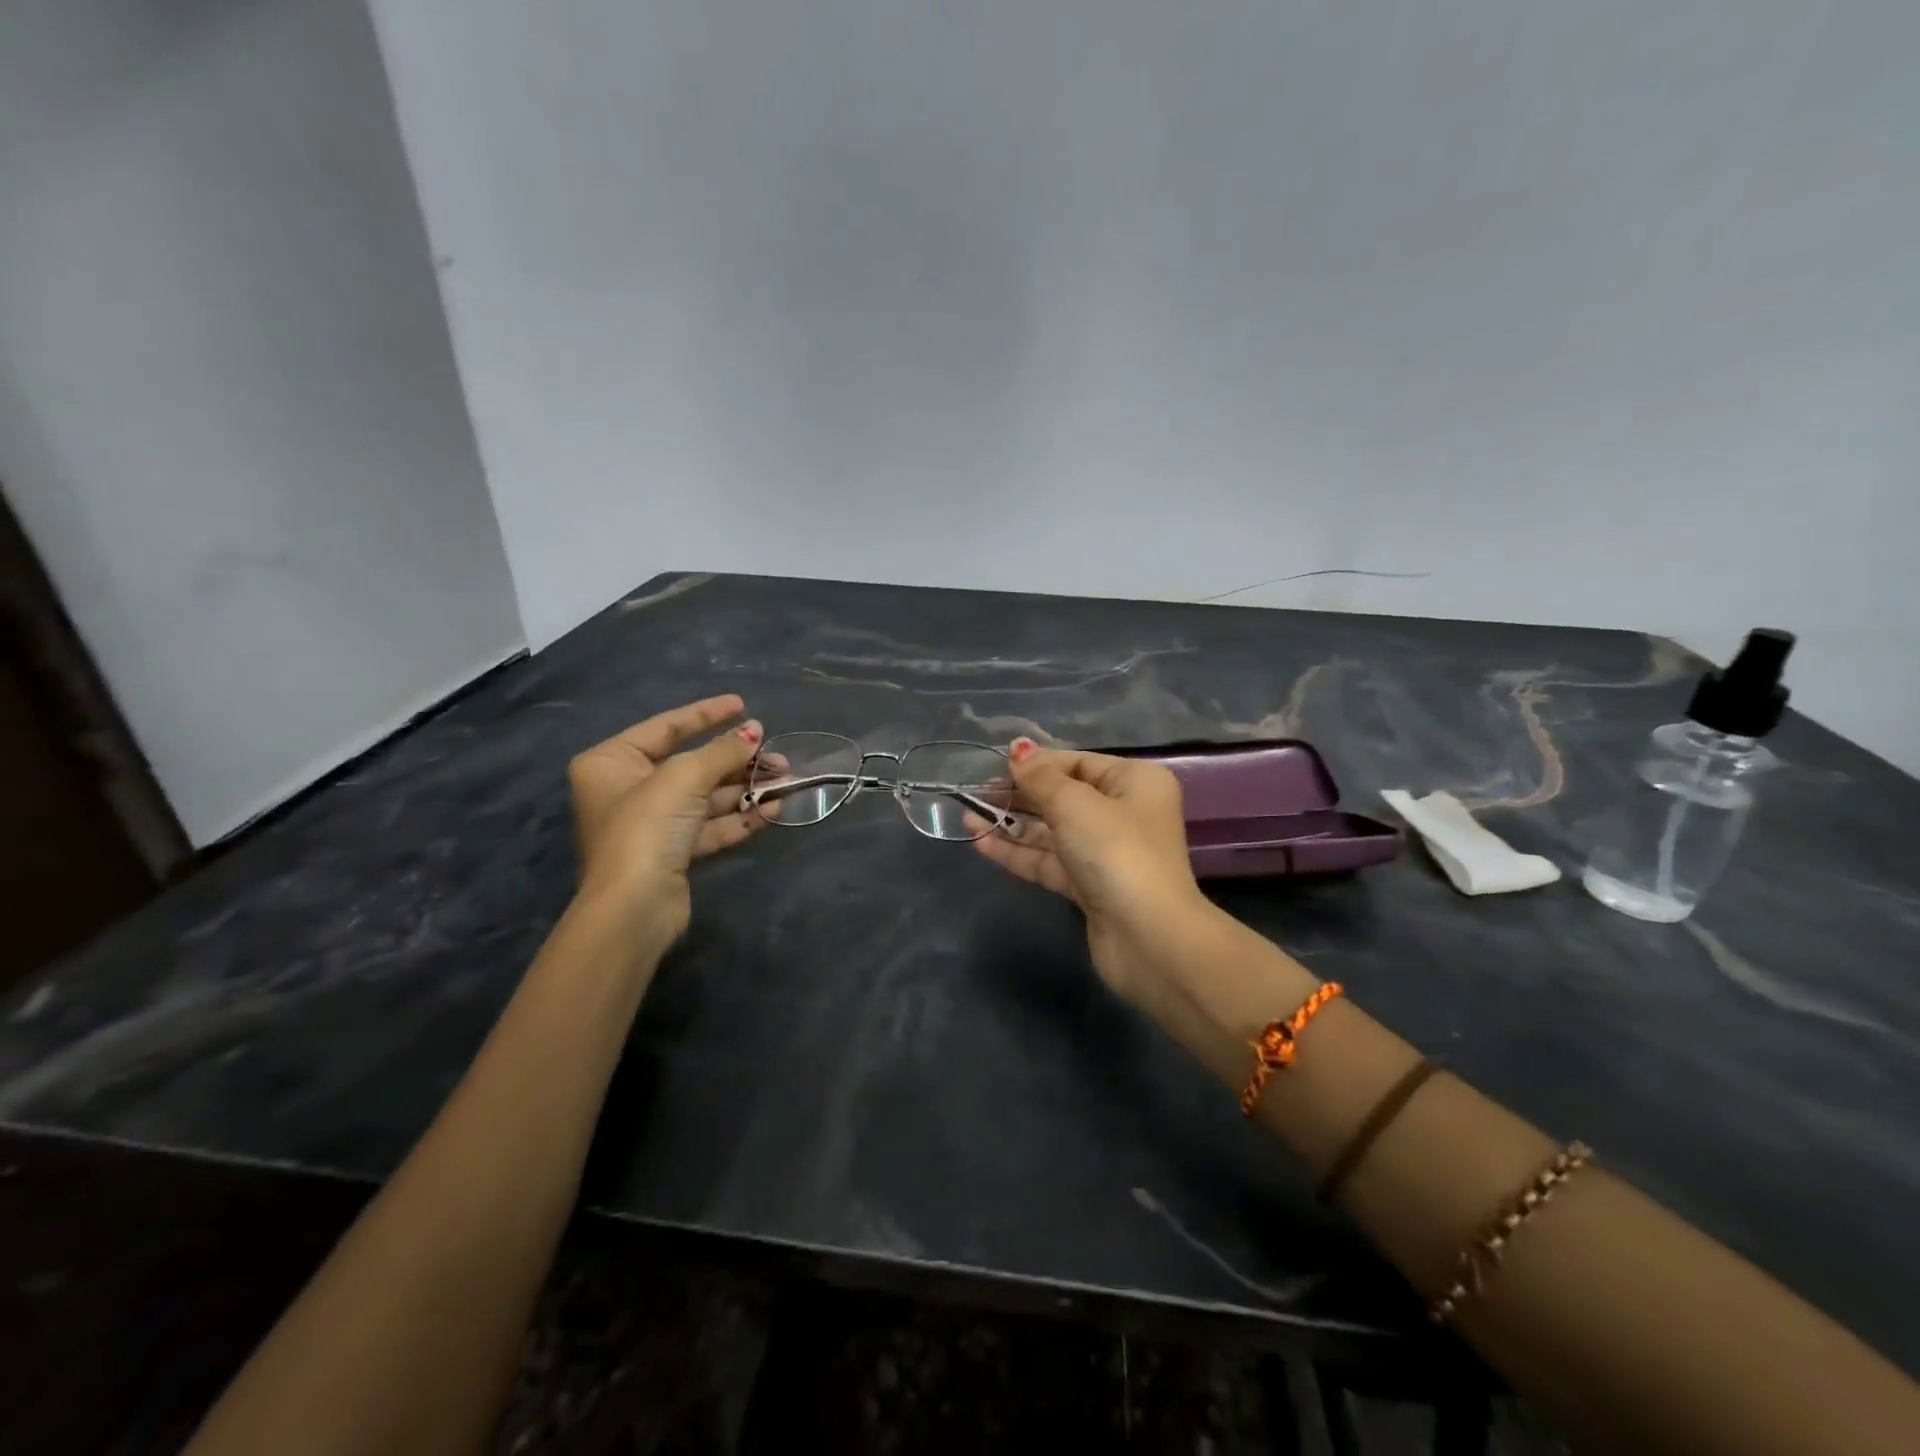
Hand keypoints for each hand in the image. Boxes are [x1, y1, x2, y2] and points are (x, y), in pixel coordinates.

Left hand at [567, 695, 767, 949]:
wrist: (634, 907)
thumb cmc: (647, 827)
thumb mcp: (685, 777)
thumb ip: (722, 750)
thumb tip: (755, 731)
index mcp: (611, 762)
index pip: (666, 727)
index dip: (706, 714)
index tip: (742, 704)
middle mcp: (628, 789)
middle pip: (692, 764)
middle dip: (737, 761)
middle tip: (778, 757)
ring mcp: (652, 824)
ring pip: (707, 797)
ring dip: (746, 788)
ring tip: (786, 781)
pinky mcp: (674, 852)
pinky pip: (710, 825)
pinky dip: (740, 816)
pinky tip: (774, 810)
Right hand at [971, 739, 1214, 1004]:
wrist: (1147, 937)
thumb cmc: (1116, 851)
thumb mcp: (1074, 804)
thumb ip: (1041, 777)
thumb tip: (1019, 747)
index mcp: (1134, 782)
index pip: (1078, 763)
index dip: (1038, 764)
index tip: (997, 768)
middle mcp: (1123, 813)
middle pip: (1063, 797)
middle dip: (1019, 795)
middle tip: (976, 794)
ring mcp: (1105, 853)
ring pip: (1051, 831)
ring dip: (1011, 824)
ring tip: (967, 816)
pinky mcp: (1088, 886)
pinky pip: (1048, 860)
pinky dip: (1017, 852)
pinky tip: (981, 842)